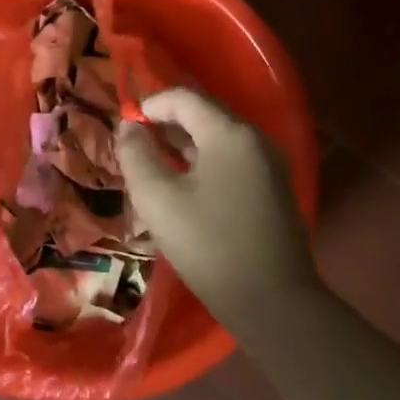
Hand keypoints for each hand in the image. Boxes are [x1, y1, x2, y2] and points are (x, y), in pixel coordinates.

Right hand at [116, 88, 318, 336]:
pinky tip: (185, 187)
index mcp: (229, 133)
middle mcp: (255, 139)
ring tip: (154, 166)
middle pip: (204, 114)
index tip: (126, 127)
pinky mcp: (274, 189)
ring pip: (218, 139)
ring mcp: (270, 164)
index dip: (150, 105)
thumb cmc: (208, 244)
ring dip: (183, 145)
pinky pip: (232, 160)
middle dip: (166, 124)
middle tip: (136, 146)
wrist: (272, 302)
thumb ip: (136, 155)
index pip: (183, 97)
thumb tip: (128, 127)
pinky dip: (204, 162)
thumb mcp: (157, 199)